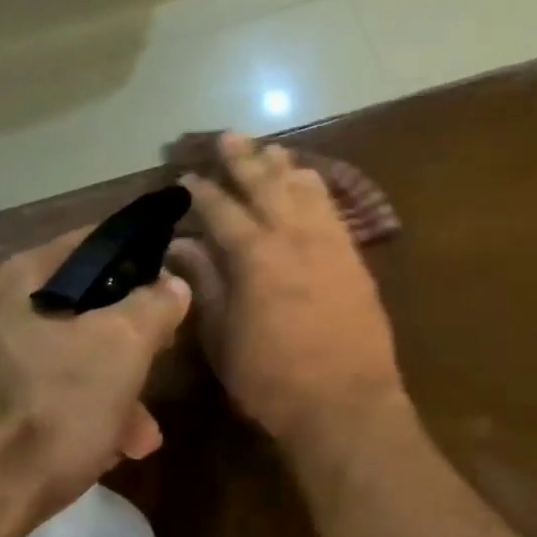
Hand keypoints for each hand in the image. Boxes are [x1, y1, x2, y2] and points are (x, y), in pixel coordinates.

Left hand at [0, 229, 191, 529]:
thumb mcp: (123, 348)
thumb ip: (156, 304)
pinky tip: (95, 451)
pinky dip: (68, 411)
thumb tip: (172, 284)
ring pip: (59, 356)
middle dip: (130, 341)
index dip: (144, 260)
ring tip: (137, 436)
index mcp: (20, 278)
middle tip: (159, 367)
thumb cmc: (45, 415)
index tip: (173, 292)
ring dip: (106, 387)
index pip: (97, 242)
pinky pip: (30, 393)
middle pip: (82, 306)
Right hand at [168, 133, 406, 452]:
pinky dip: (317, 189)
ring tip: (269, 148)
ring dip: (284, 167)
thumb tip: (182, 246)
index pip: (222, 211)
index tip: (186, 176)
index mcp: (254, 256)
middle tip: (228, 137)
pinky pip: (333, 210)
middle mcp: (293, 237)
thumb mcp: (224, 338)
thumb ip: (205, 285)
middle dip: (244, 159)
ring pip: (304, 190)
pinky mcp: (354, 256)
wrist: (347, 400)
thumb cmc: (273, 379)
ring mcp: (329, 243)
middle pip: (266, 186)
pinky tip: (310, 181)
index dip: (202, 192)